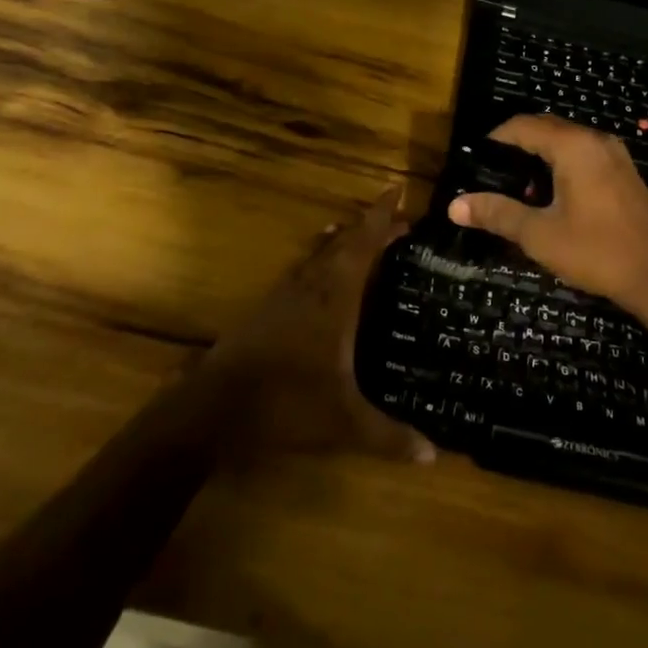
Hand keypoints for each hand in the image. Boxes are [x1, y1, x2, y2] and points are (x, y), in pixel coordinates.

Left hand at [202, 187, 433, 464]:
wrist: (214, 406)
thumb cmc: (285, 403)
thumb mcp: (344, 423)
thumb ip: (389, 436)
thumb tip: (434, 455)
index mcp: (334, 298)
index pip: (363, 244)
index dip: (380, 217)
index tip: (396, 191)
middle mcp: (311, 285)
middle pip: (343, 243)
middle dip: (369, 227)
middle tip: (395, 220)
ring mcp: (285, 294)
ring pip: (318, 253)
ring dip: (341, 240)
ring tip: (356, 233)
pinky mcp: (267, 308)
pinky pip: (302, 269)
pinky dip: (318, 259)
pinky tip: (316, 272)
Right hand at [449, 116, 647, 321]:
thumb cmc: (597, 251)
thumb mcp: (539, 235)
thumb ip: (497, 214)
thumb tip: (454, 206)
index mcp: (573, 146)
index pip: (522, 125)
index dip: (494, 139)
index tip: (473, 162)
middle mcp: (595, 140)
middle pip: (544, 129)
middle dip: (515, 148)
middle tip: (490, 177)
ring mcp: (614, 155)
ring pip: (565, 143)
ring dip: (538, 159)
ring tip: (517, 192)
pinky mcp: (624, 173)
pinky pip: (583, 156)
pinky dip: (560, 167)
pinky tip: (550, 200)